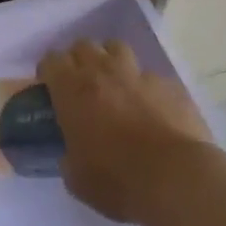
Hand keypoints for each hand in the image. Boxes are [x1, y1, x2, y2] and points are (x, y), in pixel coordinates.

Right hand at [39, 39, 215, 223]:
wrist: (176, 179)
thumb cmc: (117, 179)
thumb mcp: (76, 178)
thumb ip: (68, 157)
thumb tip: (71, 155)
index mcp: (72, 89)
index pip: (51, 60)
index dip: (49, 71)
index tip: (51, 87)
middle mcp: (102, 72)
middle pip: (83, 46)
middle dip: (79, 60)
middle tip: (81, 84)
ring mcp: (138, 75)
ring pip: (117, 48)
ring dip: (111, 61)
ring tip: (115, 84)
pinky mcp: (169, 85)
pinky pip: (151, 76)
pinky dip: (145, 87)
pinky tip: (151, 107)